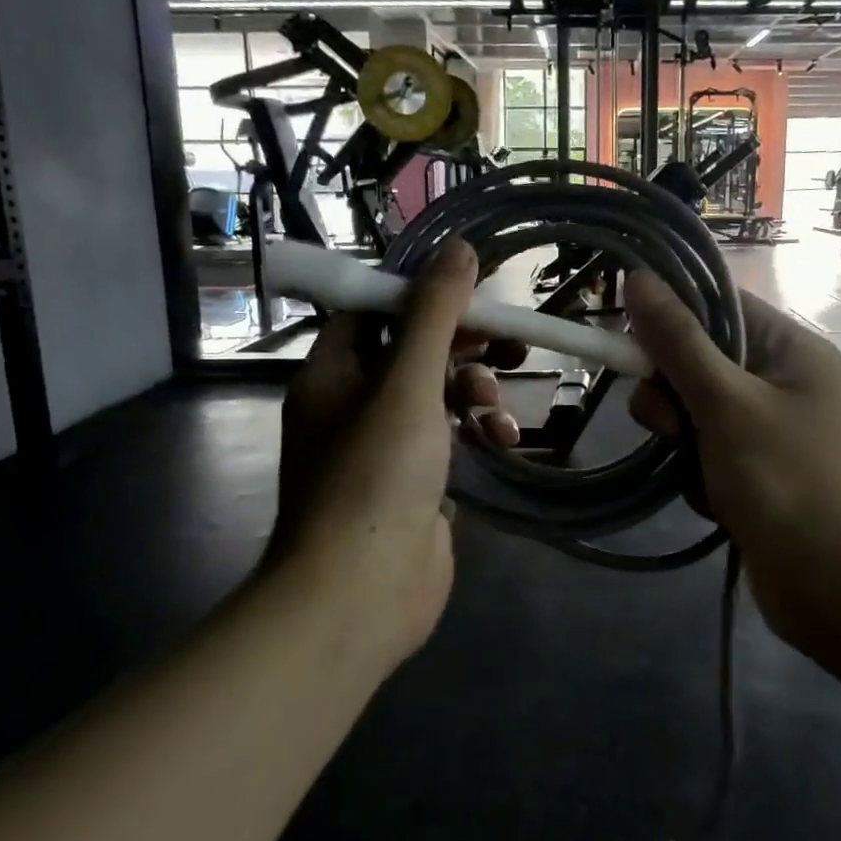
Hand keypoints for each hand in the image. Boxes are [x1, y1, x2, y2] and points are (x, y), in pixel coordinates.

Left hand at [269, 241, 512, 666]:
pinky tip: (502, 441)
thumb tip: (459, 248)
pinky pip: (450, 437)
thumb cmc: (376, 475)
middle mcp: (352, 404)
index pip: (374, 310)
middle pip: (412, 350)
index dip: (422, 293)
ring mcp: (384, 447)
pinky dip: (477, 432)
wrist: (361, 592)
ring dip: (475, 390)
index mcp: (333, 373)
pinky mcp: (415, 482)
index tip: (472, 288)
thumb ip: (434, 314)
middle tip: (507, 338)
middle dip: (461, 344)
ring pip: (437, 394)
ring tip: (496, 408)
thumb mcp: (407, 382)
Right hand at [624, 272, 840, 656]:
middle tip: (670, 426)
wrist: (840, 591)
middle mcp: (785, 383)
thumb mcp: (726, 403)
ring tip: (699, 474)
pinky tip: (717, 504)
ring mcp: (772, 432)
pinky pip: (707, 455)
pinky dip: (700, 476)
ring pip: (695, 413)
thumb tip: (637, 277)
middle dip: (674, 396)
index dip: (672, 317)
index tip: (631, 340)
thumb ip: (678, 341)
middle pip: (700, 362)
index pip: (720, 306)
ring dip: (684, 442)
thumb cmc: (788, 481)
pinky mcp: (758, 475)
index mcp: (792, 350)